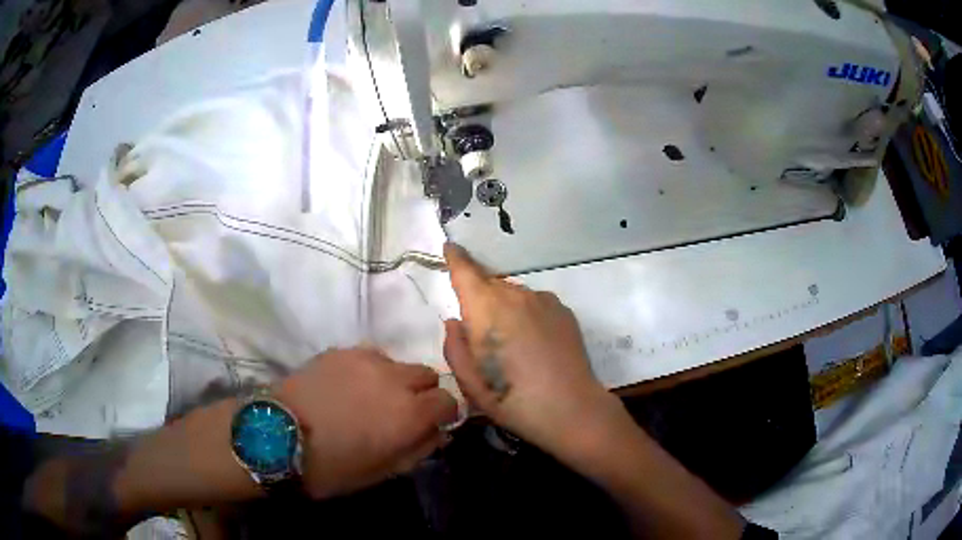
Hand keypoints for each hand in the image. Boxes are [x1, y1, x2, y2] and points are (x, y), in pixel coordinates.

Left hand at [274, 348, 456, 497]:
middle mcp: (395, 380)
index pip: (448, 400)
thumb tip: (439, 433)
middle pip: (427, 375)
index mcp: (409, 414)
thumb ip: (418, 449)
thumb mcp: (382, 471)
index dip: (443, 413)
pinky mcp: (341, 350)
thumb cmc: (332, 466)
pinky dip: (370, 370)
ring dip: (396, 380)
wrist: (277, 436)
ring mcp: (367, 360)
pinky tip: (349, 386)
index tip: (432, 424)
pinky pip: (370, 356)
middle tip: (401, 411)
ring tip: (372, 397)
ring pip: (398, 363)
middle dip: (422, 393)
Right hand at [442, 243, 622, 455]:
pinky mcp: (563, 310)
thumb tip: (455, 321)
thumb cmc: (512, 401)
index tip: (450, 248)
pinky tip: (533, 344)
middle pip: (489, 284)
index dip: (455, 258)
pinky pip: (534, 303)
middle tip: (480, 332)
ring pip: (513, 294)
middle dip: (480, 298)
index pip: (465, 271)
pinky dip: (526, 314)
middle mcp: (515, 295)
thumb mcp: (470, 383)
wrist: (571, 408)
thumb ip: (455, 347)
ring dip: (504, 309)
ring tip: (510, 345)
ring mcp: (543, 300)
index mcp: (487, 309)